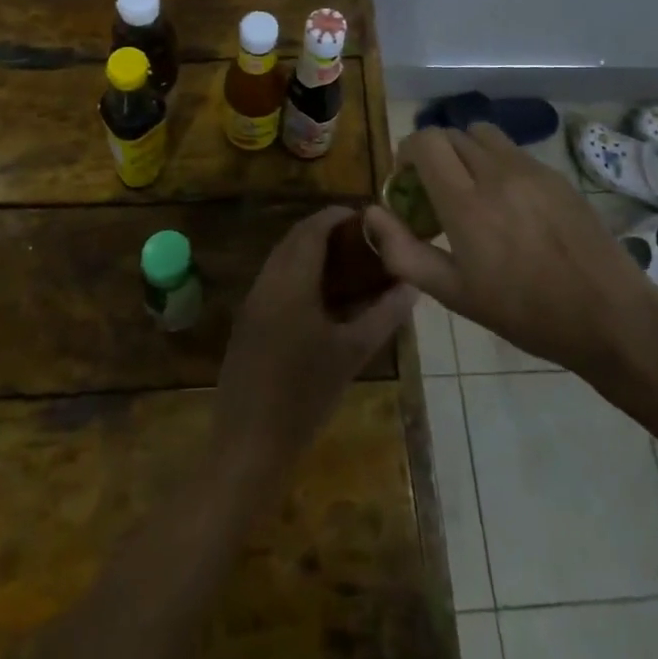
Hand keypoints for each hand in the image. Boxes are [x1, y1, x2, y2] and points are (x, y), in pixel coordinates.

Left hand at [213, 207, 415, 480]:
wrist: (249, 443)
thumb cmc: (305, 396)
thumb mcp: (351, 354)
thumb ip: (383, 315)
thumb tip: (411, 286)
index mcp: (291, 282)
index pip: (312, 230)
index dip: (336, 216)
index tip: (363, 215)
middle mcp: (267, 281)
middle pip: (294, 239)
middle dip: (324, 230)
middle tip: (359, 238)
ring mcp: (252, 301)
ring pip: (281, 258)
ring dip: (308, 250)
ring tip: (345, 262)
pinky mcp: (246, 321)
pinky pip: (273, 279)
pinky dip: (296, 272)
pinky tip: (319, 296)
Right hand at [366, 125, 657, 388]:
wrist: (609, 316)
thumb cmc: (525, 312)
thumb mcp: (455, 294)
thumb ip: (404, 252)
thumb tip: (370, 214)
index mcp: (467, 203)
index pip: (425, 142)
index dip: (407, 152)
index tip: (406, 181)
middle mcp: (496, 173)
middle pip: (451, 133)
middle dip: (433, 154)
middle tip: (435, 190)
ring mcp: (531, 169)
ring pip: (483, 134)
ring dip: (465, 150)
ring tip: (471, 188)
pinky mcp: (556, 174)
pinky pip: (513, 151)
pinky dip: (496, 162)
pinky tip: (509, 202)